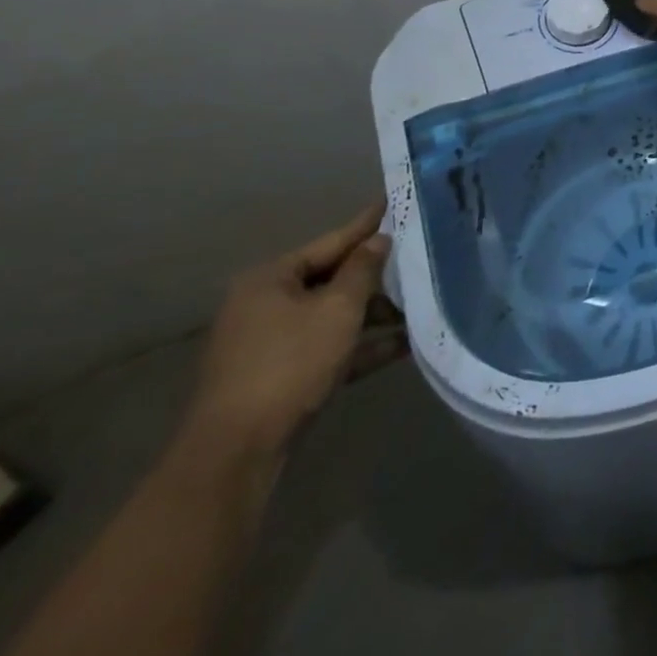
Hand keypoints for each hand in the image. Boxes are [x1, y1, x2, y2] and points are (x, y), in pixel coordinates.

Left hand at [182, 203, 402, 461]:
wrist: (237, 452)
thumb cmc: (289, 364)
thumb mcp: (338, 309)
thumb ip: (363, 269)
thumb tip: (379, 240)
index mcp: (271, 279)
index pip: (331, 241)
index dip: (367, 225)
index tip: (396, 203)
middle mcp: (264, 305)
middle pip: (331, 279)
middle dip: (376, 277)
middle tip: (418, 258)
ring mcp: (269, 343)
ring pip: (331, 316)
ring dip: (373, 315)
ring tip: (419, 308)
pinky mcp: (279, 377)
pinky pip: (327, 348)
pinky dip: (359, 346)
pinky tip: (401, 346)